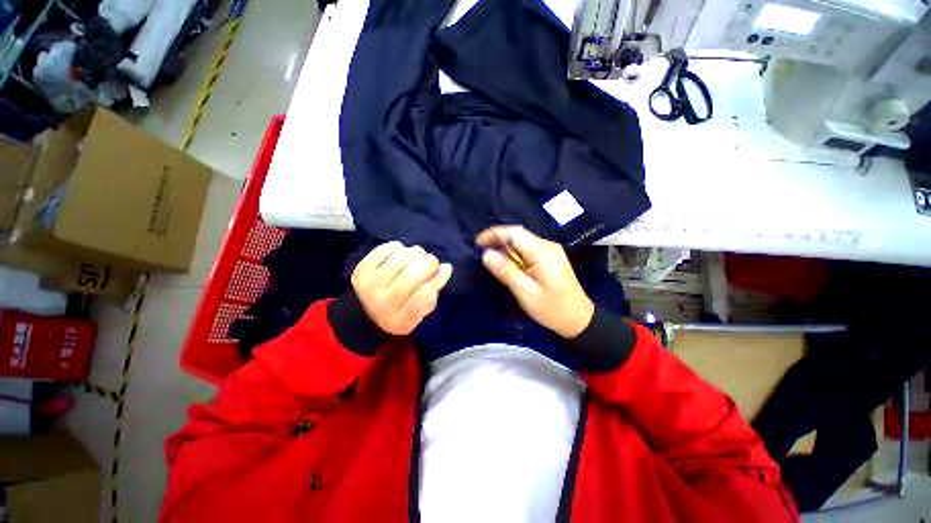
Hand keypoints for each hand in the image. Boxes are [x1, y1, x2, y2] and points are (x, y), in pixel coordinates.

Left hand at [351, 242, 452, 334]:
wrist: (366, 312)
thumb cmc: (402, 309)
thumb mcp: (422, 309)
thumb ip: (435, 289)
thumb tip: (446, 267)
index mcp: (400, 321)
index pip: (424, 296)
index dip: (436, 280)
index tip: (441, 272)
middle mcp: (381, 305)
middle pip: (411, 275)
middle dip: (429, 263)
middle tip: (432, 262)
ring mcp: (368, 287)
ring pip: (400, 259)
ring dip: (415, 252)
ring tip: (418, 256)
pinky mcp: (360, 271)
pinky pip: (384, 250)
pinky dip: (398, 247)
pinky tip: (401, 252)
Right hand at [477, 226, 593, 338]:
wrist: (579, 319)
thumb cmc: (552, 309)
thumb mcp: (526, 292)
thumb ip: (506, 271)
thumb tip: (486, 254)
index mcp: (543, 252)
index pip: (515, 233)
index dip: (494, 234)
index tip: (478, 243)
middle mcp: (548, 246)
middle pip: (519, 235)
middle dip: (499, 241)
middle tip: (483, 254)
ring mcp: (551, 250)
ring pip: (523, 241)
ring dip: (506, 248)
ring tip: (493, 260)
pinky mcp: (550, 257)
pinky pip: (528, 249)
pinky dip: (515, 254)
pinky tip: (509, 264)